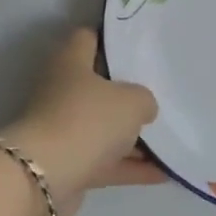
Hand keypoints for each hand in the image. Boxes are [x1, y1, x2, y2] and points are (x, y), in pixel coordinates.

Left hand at [3, 29, 163, 215]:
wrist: (45, 177)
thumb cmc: (88, 120)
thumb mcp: (131, 100)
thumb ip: (143, 99)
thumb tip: (143, 107)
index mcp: (70, 62)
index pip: (88, 38)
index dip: (112, 39)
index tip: (139, 46)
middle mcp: (62, 91)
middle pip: (98, 85)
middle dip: (128, 92)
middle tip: (162, 93)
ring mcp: (63, 128)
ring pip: (103, 126)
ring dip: (132, 135)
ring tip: (170, 138)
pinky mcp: (68, 163)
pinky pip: (105, 161)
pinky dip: (130, 166)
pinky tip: (163, 173)